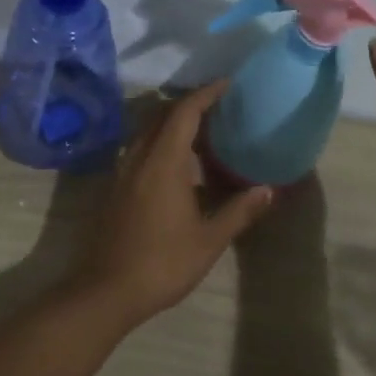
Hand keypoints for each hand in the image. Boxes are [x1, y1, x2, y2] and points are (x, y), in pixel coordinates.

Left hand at [68, 80, 274, 326]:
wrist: (106, 291)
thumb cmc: (162, 263)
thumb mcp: (208, 240)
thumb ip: (239, 211)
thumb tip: (269, 189)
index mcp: (163, 163)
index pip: (184, 113)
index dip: (205, 94)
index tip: (226, 84)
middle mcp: (138, 159)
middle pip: (160, 116)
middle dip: (188, 105)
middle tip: (217, 107)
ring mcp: (121, 174)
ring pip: (145, 133)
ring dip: (170, 124)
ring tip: (199, 132)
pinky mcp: (113, 190)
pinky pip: (137, 151)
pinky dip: (158, 144)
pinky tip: (174, 165)